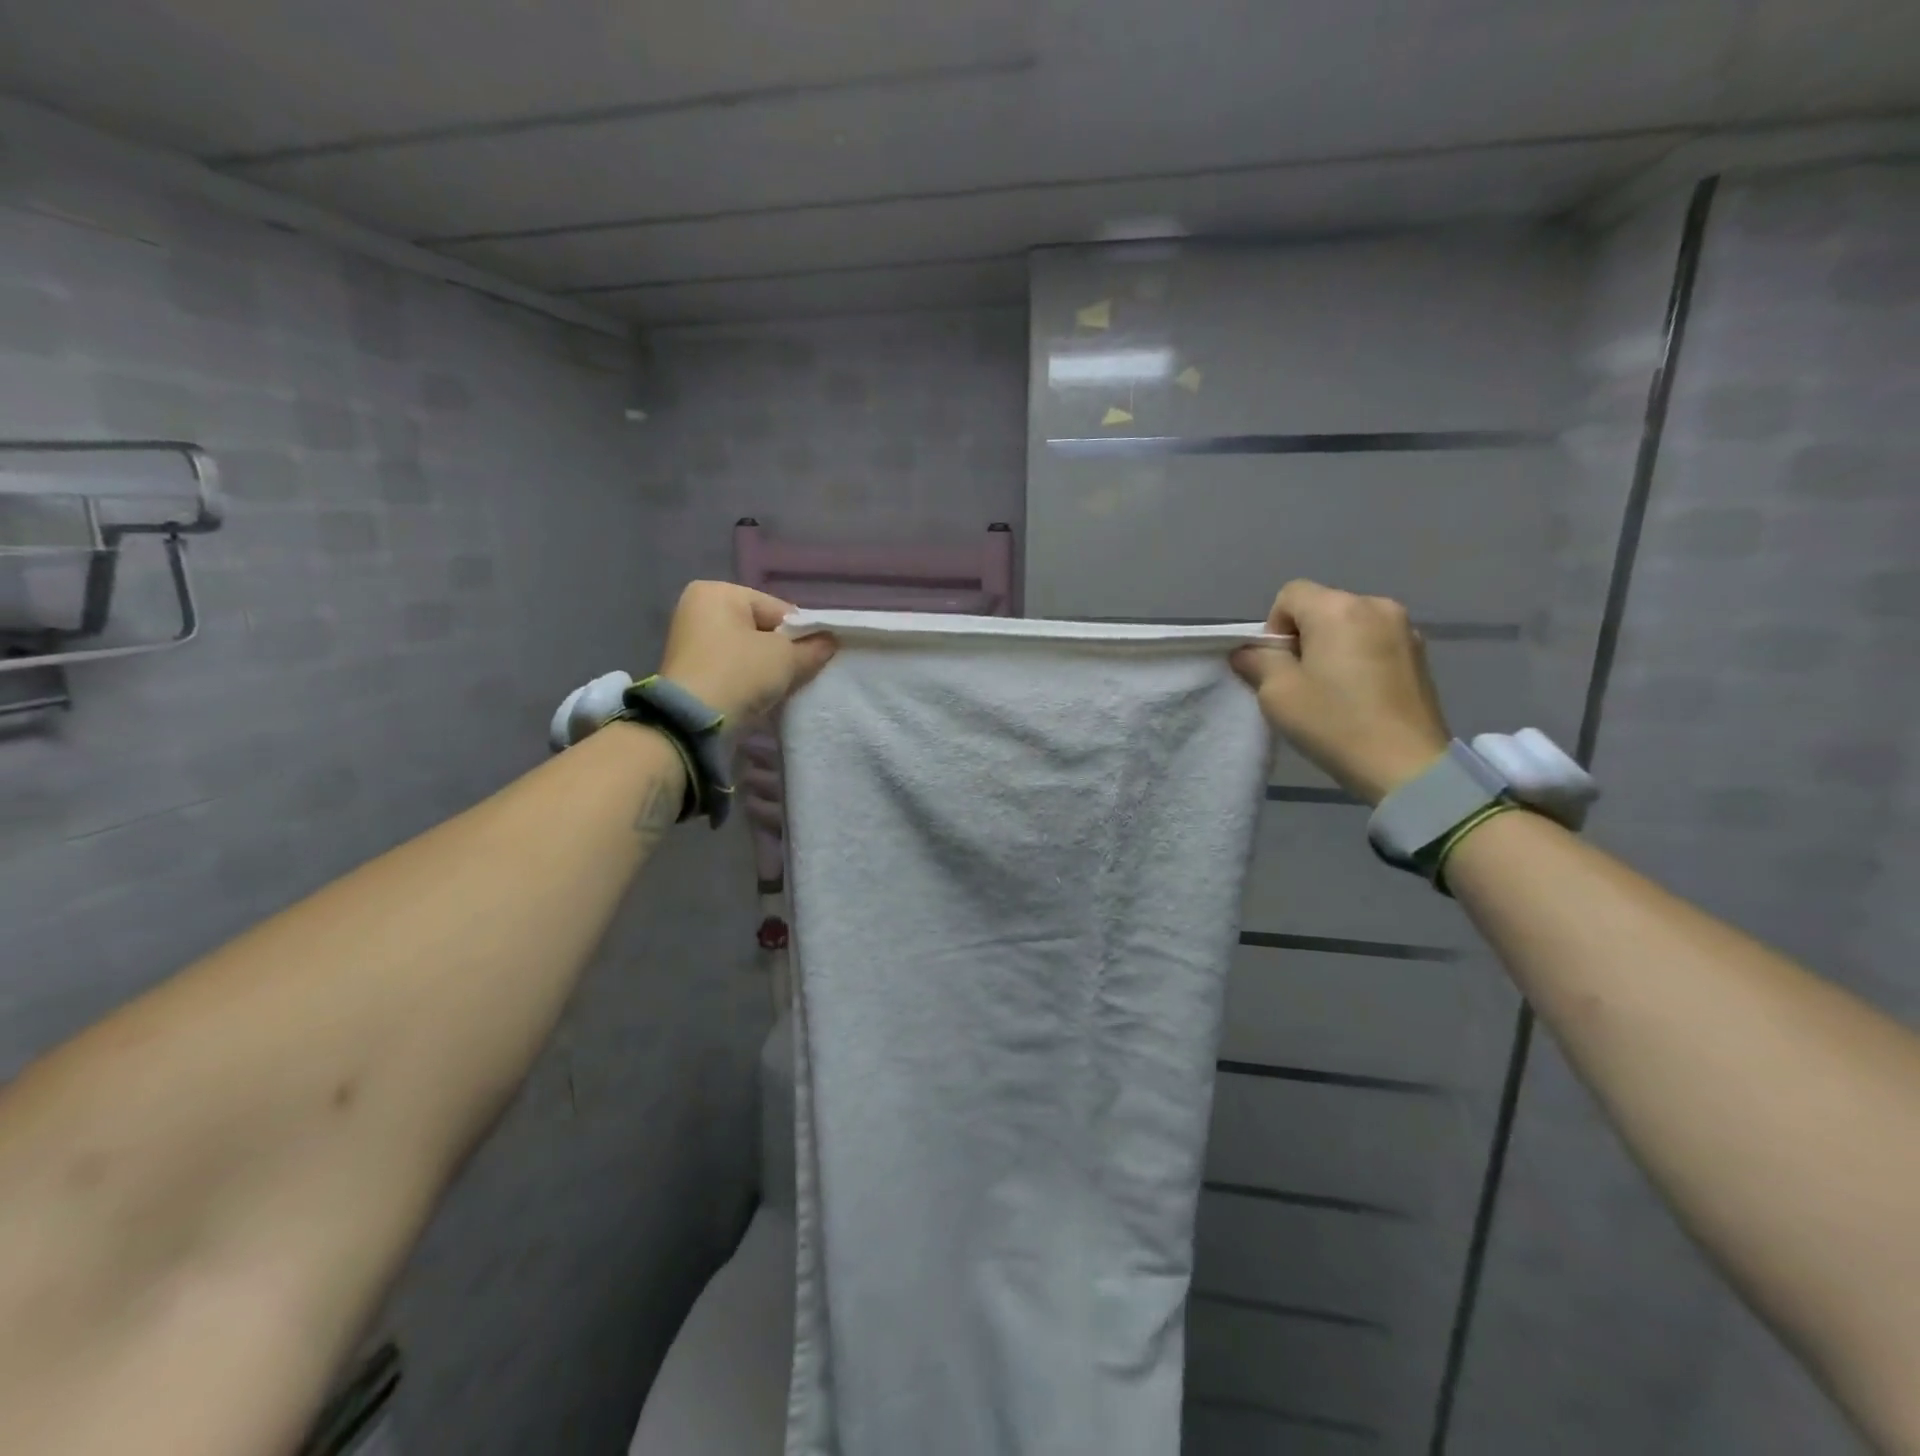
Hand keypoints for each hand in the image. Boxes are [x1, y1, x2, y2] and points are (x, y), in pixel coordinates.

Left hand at [657, 581, 835, 722]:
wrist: (694, 722)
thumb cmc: (740, 673)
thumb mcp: (786, 657)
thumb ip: (813, 647)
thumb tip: (830, 642)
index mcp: (718, 592)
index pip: (777, 609)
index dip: (803, 633)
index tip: (818, 655)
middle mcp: (699, 610)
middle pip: (762, 629)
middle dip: (785, 652)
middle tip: (803, 673)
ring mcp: (692, 642)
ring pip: (749, 652)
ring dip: (770, 668)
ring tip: (785, 687)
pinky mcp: (692, 672)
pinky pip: (734, 669)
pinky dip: (752, 680)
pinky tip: (766, 696)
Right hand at [1231, 580, 1449, 804]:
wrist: (1406, 764)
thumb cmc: (1334, 723)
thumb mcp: (1278, 694)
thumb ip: (1258, 662)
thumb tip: (1249, 652)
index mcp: (1338, 608)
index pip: (1290, 595)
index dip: (1274, 627)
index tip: (1279, 665)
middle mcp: (1375, 605)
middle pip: (1322, 607)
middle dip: (1304, 636)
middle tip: (1301, 681)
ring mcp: (1404, 628)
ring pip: (1349, 625)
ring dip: (1332, 646)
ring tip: (1332, 689)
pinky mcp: (1420, 654)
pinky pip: (1374, 642)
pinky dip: (1359, 657)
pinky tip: (1359, 694)